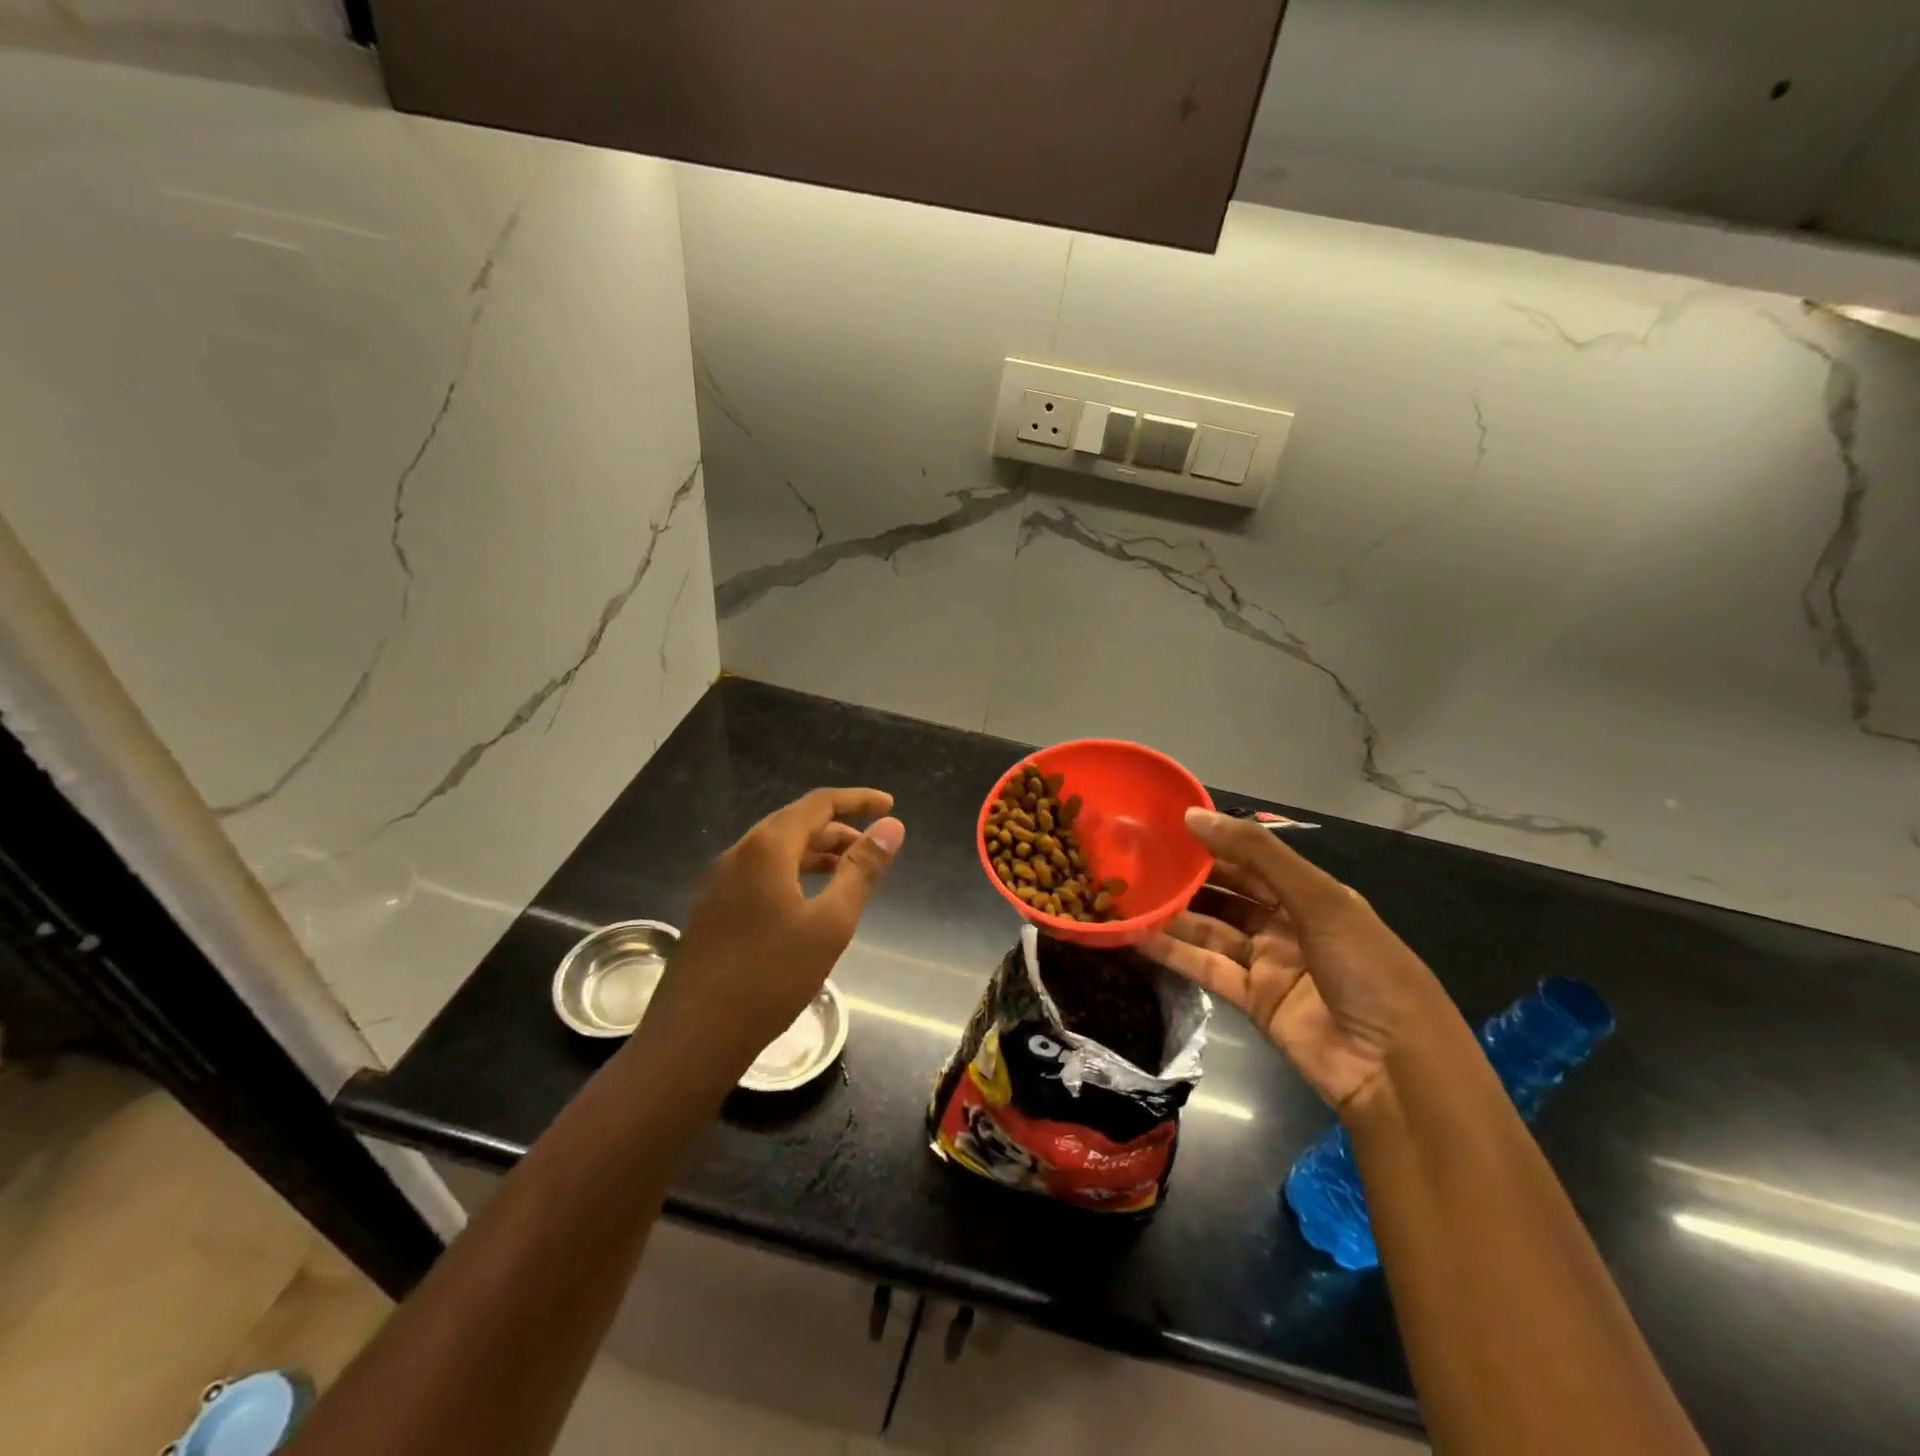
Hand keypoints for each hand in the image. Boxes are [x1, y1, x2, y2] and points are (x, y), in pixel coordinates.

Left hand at [644, 788, 903, 1076]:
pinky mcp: (712, 911)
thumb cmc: (771, 976)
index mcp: (766, 848)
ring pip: (775, 851)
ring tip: (848, 873)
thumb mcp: (830, 923)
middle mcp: (738, 854)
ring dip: (815, 853)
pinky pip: (760, 875)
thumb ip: (862, 870)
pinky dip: (793, 874)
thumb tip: (892, 827)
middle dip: (838, 829)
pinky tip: (807, 903)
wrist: (693, 1038)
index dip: (857, 800)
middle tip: (873, 847)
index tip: (889, 805)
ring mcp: (719, 883)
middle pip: (795, 824)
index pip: (818, 803)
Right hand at [1142, 808, 1467, 1113]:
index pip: (1252, 861)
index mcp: (1311, 895)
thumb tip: (1192, 815)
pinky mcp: (1252, 1001)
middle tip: (1137, 861)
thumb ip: (1255, 854)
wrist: (1395, 1068)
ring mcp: (1269, 964)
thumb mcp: (1318, 898)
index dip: (1212, 843)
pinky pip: (1206, 969)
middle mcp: (1287, 924)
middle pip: (1228, 895)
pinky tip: (1137, 936)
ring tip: (1128, 896)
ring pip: (1211, 931)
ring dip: (1174, 916)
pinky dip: (1174, 953)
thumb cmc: (1365, 967)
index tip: (1166, 827)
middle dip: (1188, 879)